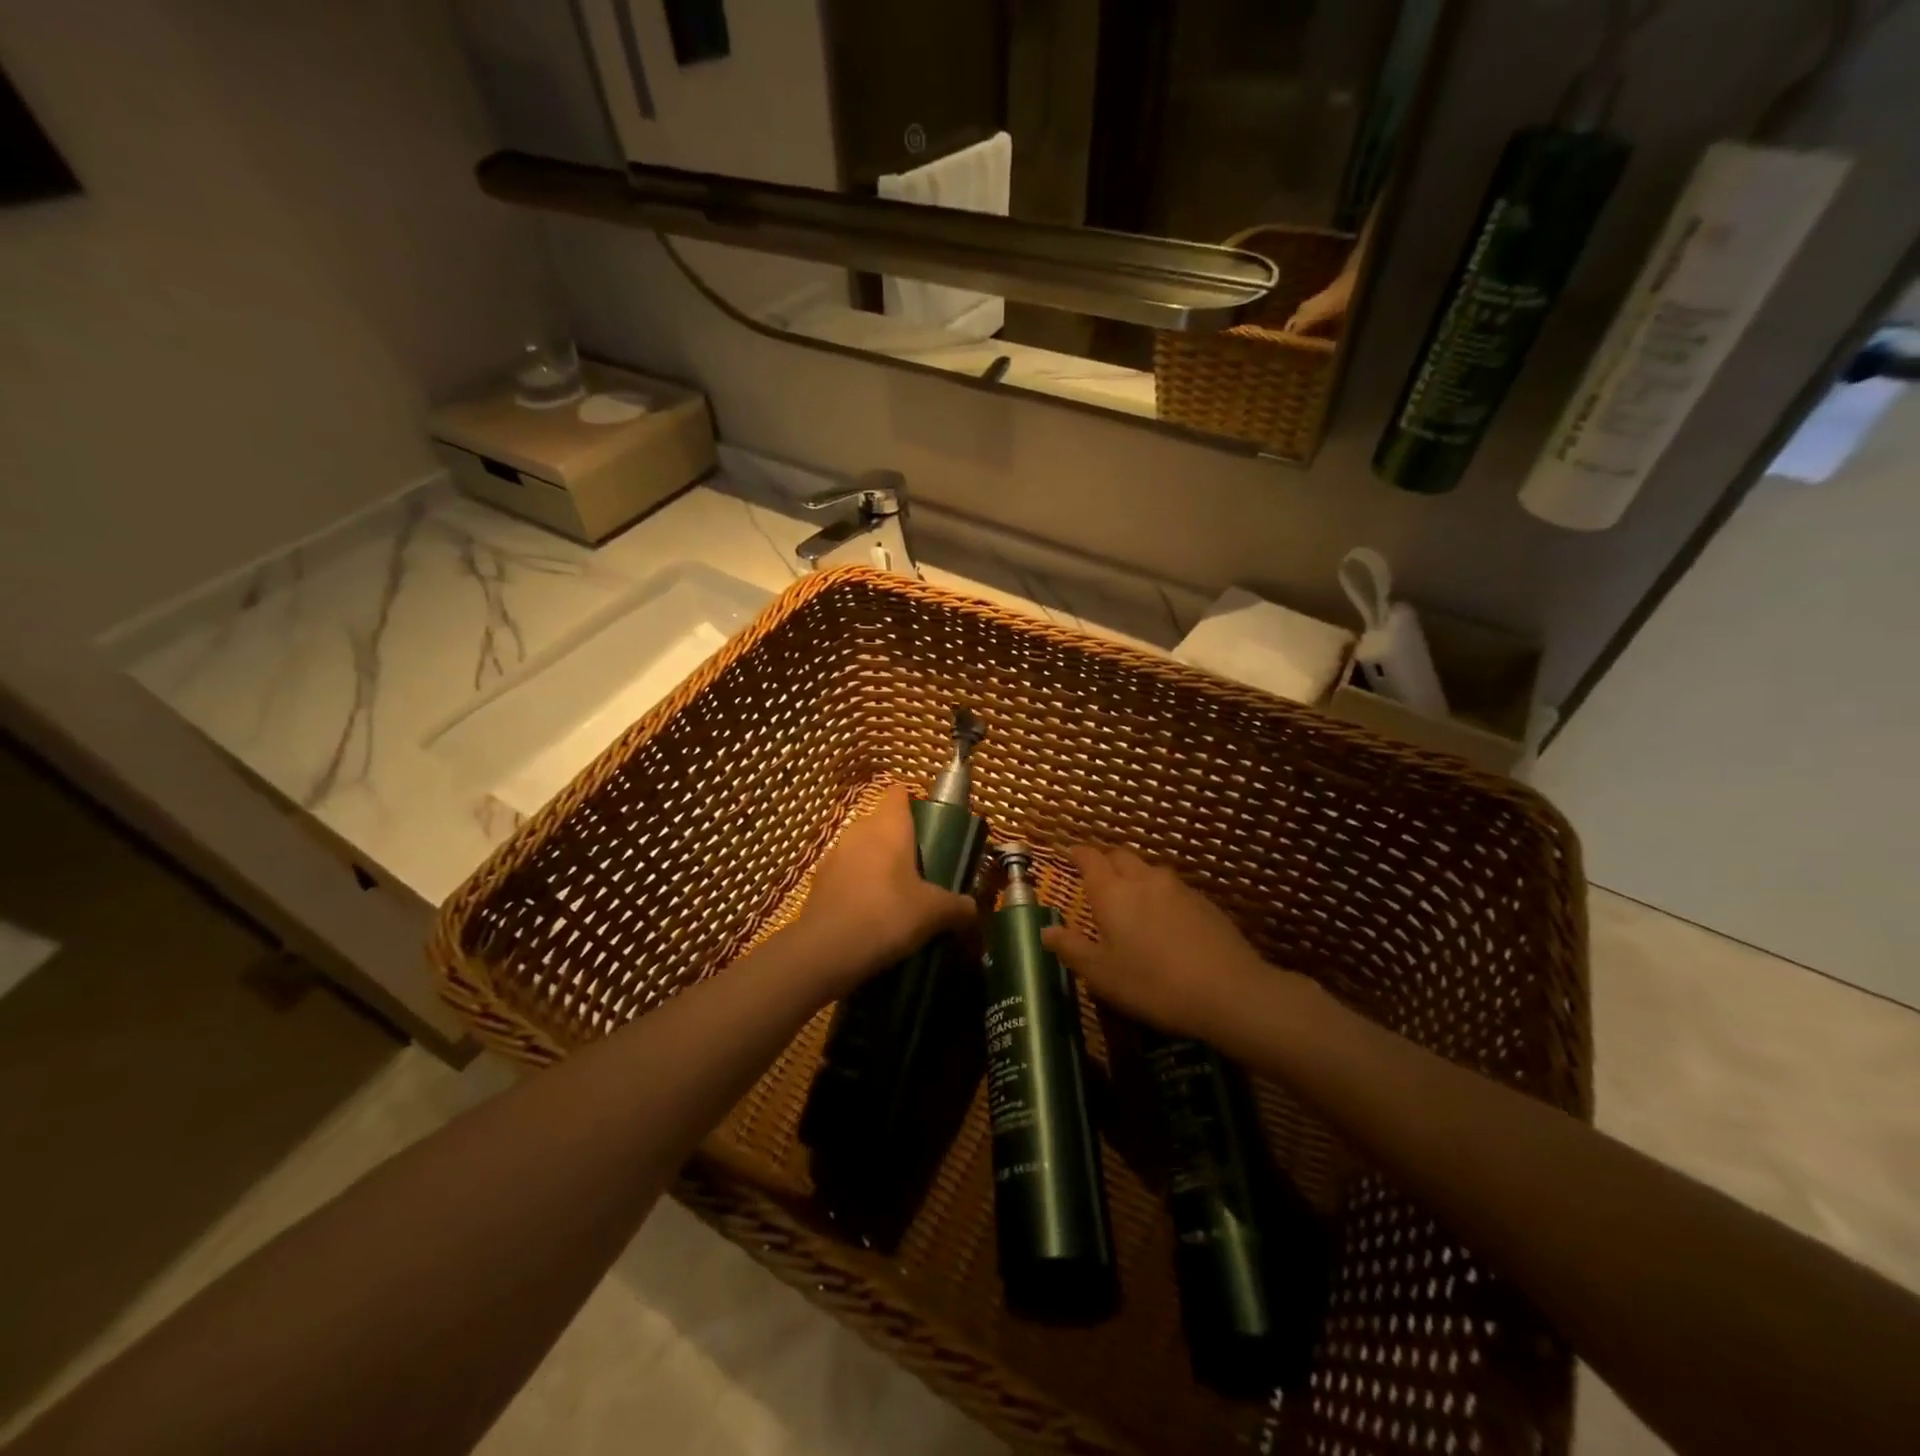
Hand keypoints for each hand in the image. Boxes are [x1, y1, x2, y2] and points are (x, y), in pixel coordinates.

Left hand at [780, 784, 976, 999]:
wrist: (826, 951)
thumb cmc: (887, 915)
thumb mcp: (935, 913)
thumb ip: (958, 907)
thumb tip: (972, 909)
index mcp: (889, 826)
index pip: (899, 794)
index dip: (914, 805)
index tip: (930, 829)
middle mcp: (859, 831)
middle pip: (881, 823)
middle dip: (899, 842)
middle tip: (922, 870)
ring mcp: (834, 856)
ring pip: (861, 850)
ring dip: (877, 866)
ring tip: (898, 896)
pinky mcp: (819, 883)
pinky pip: (846, 876)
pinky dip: (859, 888)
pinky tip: (872, 915)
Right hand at [1041, 845, 1268, 1040]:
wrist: (1229, 992)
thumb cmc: (1153, 983)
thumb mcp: (1102, 974)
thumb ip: (1072, 948)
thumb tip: (1046, 931)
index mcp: (1112, 893)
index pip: (1090, 859)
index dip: (1077, 853)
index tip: (1067, 853)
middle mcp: (1144, 880)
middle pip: (1120, 856)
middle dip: (1104, 860)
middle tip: (1095, 875)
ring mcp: (1178, 889)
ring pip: (1148, 870)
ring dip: (1133, 875)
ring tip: (1129, 897)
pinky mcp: (1204, 903)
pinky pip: (1172, 888)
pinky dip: (1159, 894)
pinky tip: (1164, 918)